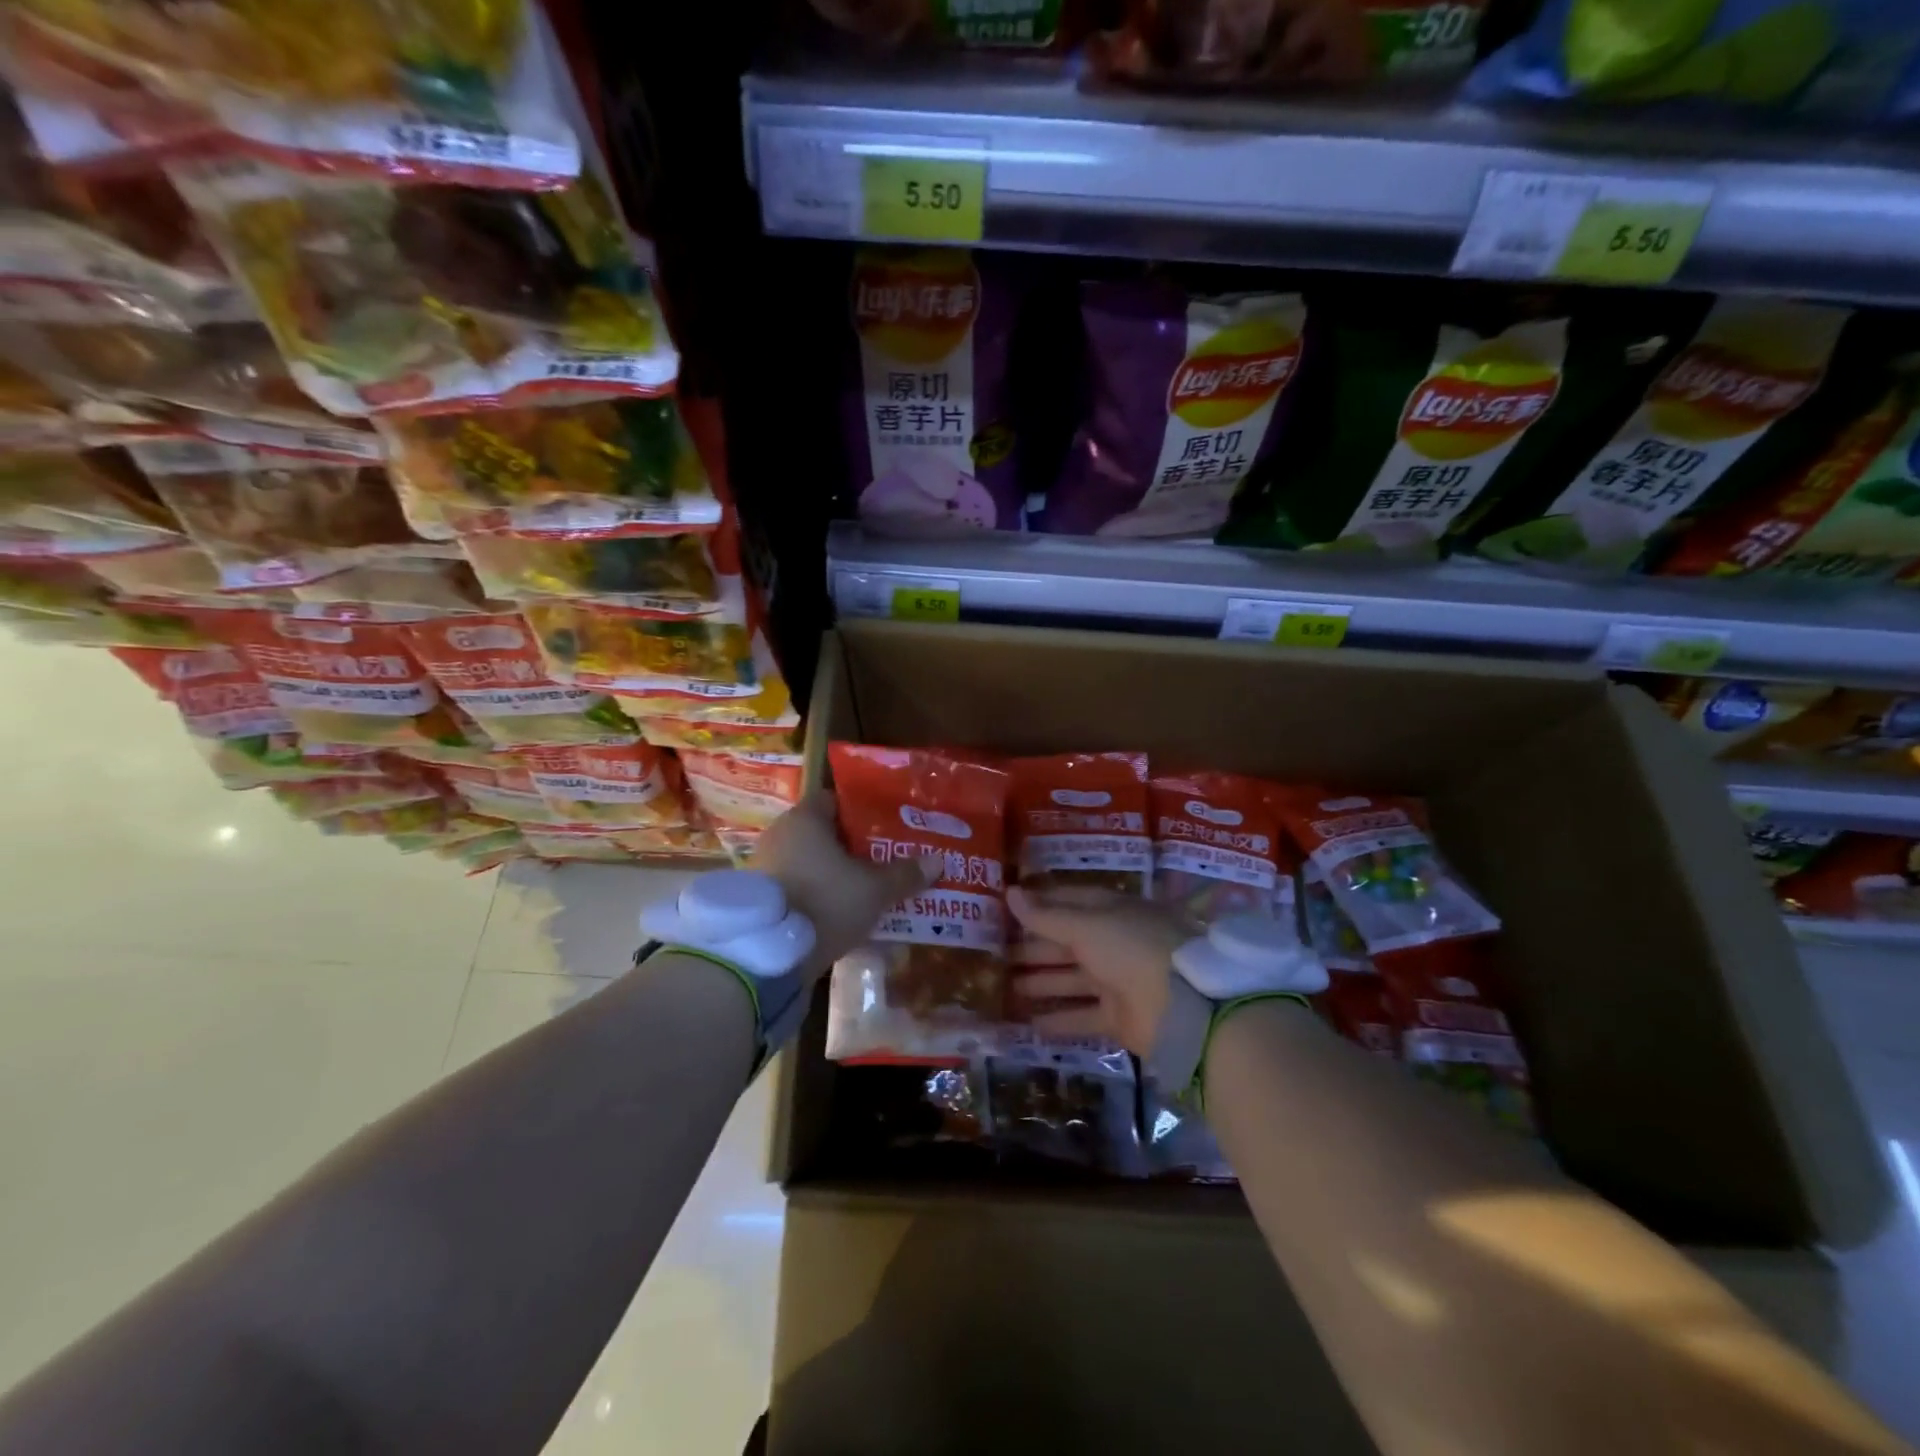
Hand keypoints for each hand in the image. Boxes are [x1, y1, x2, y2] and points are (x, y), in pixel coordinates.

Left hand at [750, 791, 941, 973]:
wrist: (769, 955)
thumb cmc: (825, 902)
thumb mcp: (874, 890)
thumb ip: (904, 874)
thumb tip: (938, 861)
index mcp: (805, 819)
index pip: (834, 801)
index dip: (861, 812)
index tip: (886, 827)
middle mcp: (780, 835)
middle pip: (823, 834)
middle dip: (852, 848)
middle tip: (884, 860)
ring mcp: (765, 868)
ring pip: (810, 864)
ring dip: (834, 875)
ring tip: (867, 891)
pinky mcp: (761, 900)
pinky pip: (797, 888)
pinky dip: (818, 896)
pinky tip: (841, 915)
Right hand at [1006, 885, 1187, 1055]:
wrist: (1184, 1004)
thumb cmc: (1131, 948)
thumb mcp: (1085, 925)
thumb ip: (1045, 916)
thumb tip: (1009, 892)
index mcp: (1111, 911)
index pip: (1069, 902)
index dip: (1038, 905)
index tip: (1005, 909)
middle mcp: (1113, 942)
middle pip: (1066, 943)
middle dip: (1032, 948)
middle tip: (996, 954)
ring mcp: (1117, 981)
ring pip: (1071, 979)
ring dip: (1041, 982)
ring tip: (1004, 986)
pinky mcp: (1119, 1018)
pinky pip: (1083, 1016)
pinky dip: (1059, 1020)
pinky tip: (1029, 1024)